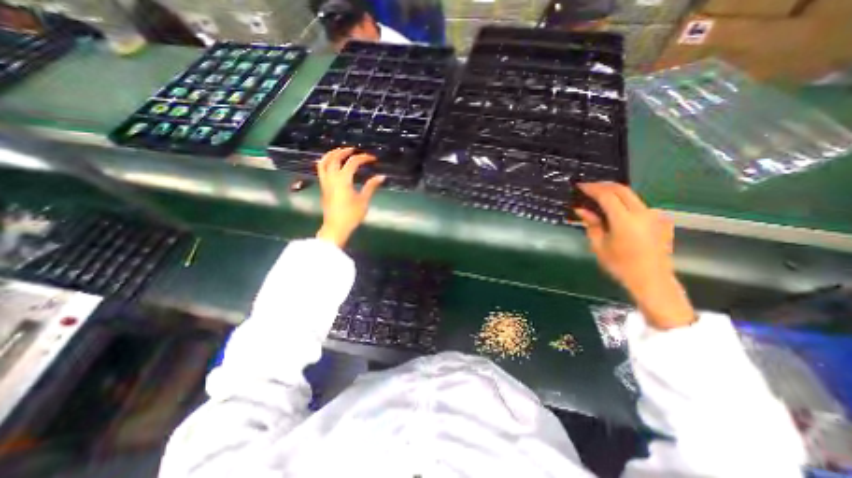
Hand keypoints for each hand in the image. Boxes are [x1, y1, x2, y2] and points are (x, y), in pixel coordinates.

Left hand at [315, 148, 384, 247]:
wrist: (336, 227)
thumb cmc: (351, 215)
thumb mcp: (363, 201)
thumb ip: (371, 186)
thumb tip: (381, 176)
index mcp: (343, 180)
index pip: (353, 162)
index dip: (363, 158)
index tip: (373, 159)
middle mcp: (332, 178)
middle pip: (335, 158)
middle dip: (345, 151)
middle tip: (354, 149)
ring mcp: (325, 182)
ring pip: (324, 162)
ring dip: (331, 154)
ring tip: (339, 152)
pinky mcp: (323, 188)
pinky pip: (321, 170)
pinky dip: (325, 162)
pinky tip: (331, 164)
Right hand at [575, 182, 694, 329]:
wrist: (652, 280)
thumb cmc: (620, 265)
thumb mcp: (599, 245)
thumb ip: (592, 224)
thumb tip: (581, 209)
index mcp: (625, 220)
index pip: (607, 195)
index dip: (592, 188)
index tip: (580, 186)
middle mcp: (643, 213)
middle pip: (622, 189)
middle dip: (604, 185)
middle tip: (588, 187)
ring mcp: (655, 215)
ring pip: (632, 196)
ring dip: (615, 194)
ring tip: (599, 199)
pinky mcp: (661, 220)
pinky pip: (639, 206)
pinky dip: (625, 204)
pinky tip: (617, 213)